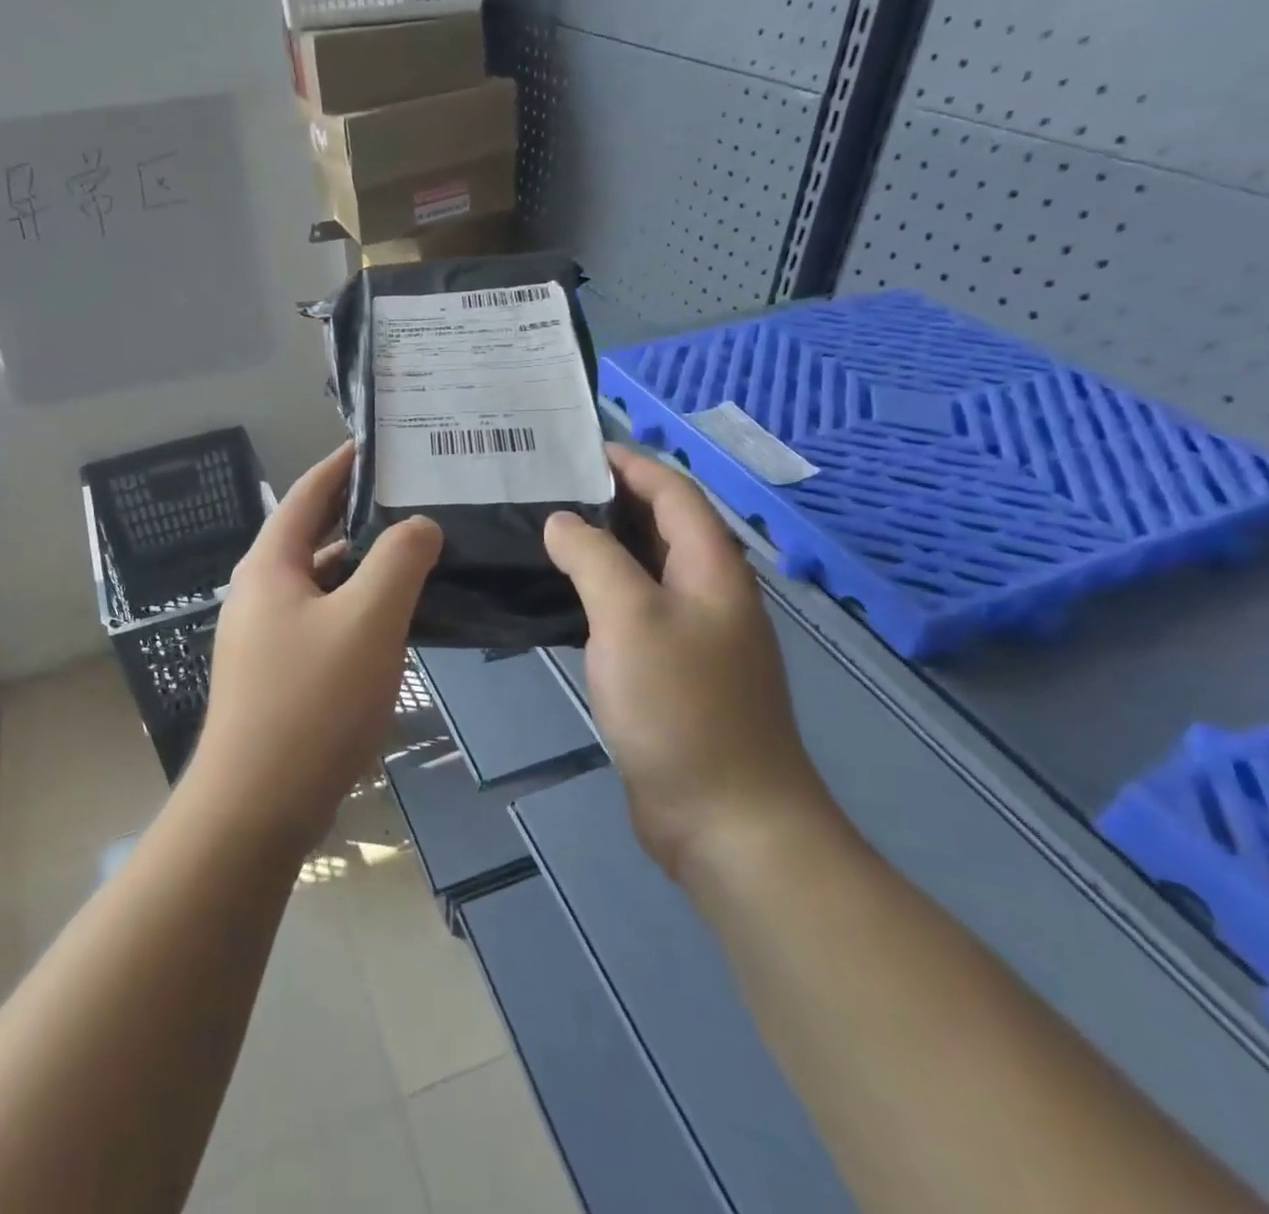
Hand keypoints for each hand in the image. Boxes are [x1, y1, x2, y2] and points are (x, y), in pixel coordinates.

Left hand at [188, 442, 442, 853]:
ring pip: (322, 582)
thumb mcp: (368, 619)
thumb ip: (399, 560)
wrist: (257, 805)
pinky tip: (395, 618)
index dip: (343, 463)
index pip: (308, 493)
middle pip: (313, 534)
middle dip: (359, 512)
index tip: (380, 442)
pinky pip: (324, 620)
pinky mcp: (278, 673)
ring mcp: (265, 636)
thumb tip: (419, 524)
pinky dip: (357, 607)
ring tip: (415, 550)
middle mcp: (260, 592)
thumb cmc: (312, 701)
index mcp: (269, 566)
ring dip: (362, 564)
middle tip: (413, 495)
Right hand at [543, 445, 835, 879]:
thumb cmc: (681, 707)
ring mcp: (692, 636)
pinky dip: (598, 593)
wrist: (726, 819)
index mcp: (712, 568)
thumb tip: (563, 521)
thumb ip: (594, 558)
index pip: (673, 491)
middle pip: (661, 526)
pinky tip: (559, 598)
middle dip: (609, 500)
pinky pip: (632, 613)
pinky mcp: (671, 673)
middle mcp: (708, 594)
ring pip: (643, 571)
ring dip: (600, 547)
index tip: (576, 448)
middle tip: (545, 488)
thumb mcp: (630, 618)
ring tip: (542, 533)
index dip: (630, 463)